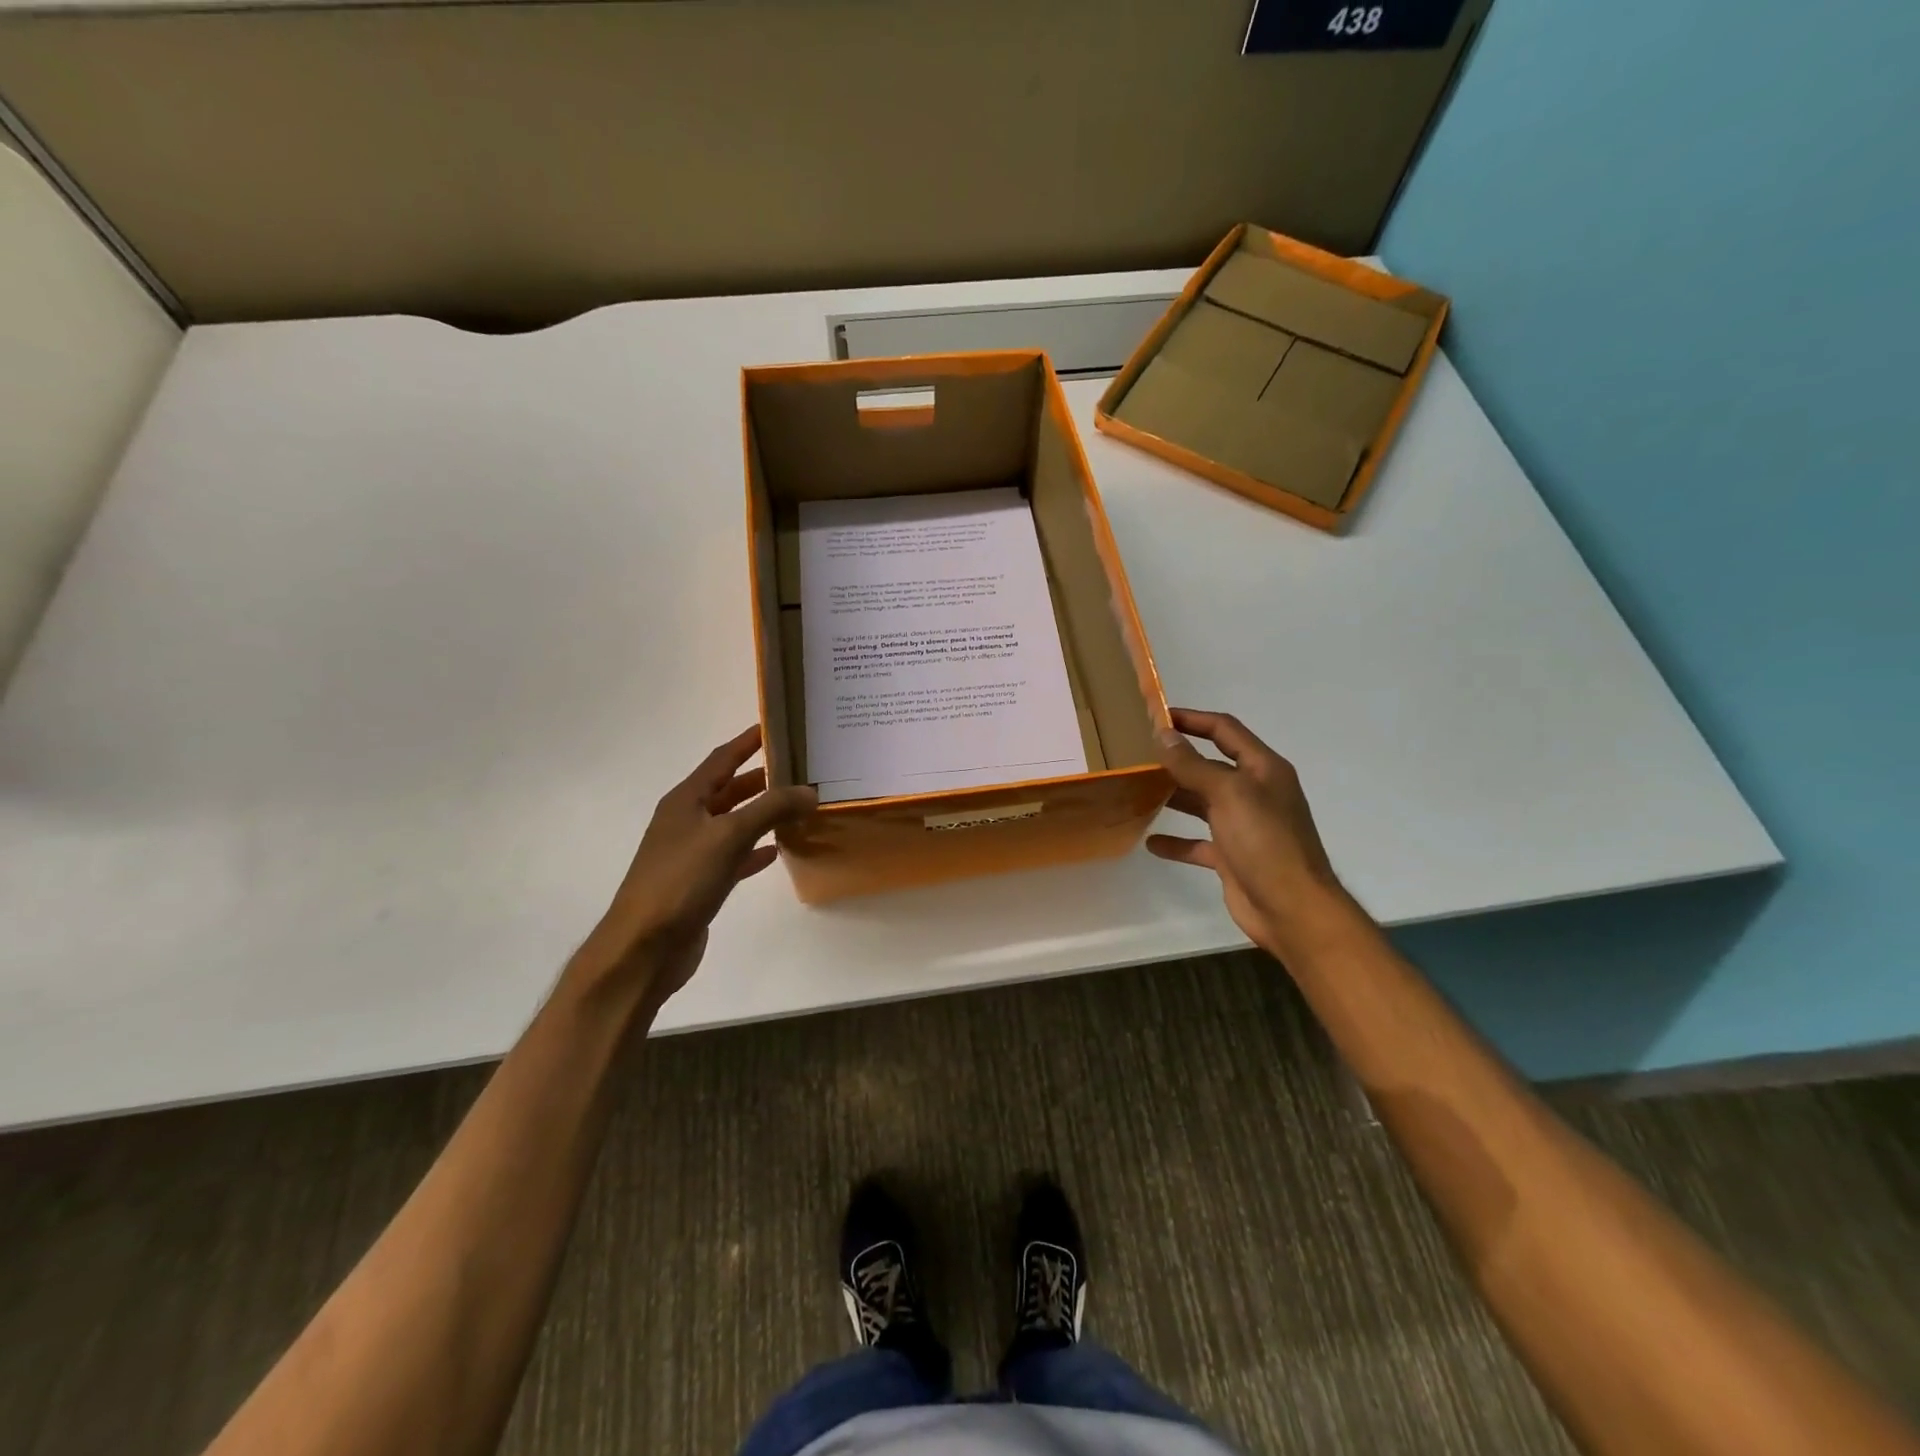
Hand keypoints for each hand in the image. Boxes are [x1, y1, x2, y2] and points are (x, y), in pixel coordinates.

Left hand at [576, 725, 816, 1001]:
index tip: (776, 725)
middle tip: (799, 767)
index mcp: (685, 801)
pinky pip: (734, 856)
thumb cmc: (681, 881)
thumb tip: (809, 791)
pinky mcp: (701, 882)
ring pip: (734, 823)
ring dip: (762, 813)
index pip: (721, 759)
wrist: (644, 947)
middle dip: (762, 777)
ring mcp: (692, 853)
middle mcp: (687, 821)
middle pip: (729, 789)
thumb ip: (771, 809)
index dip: (748, 742)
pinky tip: (777, 849)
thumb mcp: (728, 836)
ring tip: (797, 804)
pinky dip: (755, 849)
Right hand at [1147, 708, 1352, 958]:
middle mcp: (1255, 793)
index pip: (1225, 730)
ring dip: (1174, 797)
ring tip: (1137, 791)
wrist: (1292, 909)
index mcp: (1263, 769)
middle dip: (1178, 759)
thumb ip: (1193, 765)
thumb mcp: (1228, 794)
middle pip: (1211, 766)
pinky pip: (1198, 842)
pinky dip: (1176, 841)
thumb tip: (1163, 734)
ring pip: (1202, 803)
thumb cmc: (1265, 842)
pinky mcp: (1232, 857)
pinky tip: (1150, 841)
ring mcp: (1244, 826)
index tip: (1157, 716)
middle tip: (1138, 755)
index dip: (1193, 719)